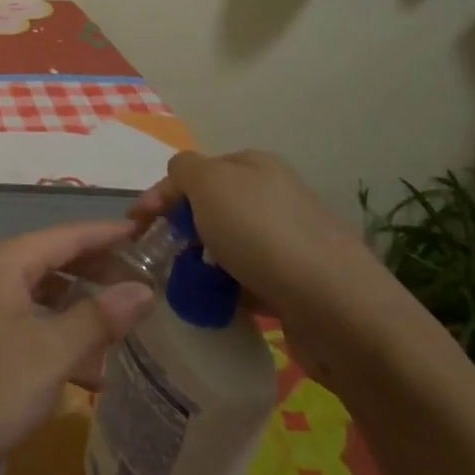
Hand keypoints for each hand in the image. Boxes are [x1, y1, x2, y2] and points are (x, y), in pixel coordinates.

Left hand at [0, 220, 155, 474]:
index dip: (112, 234)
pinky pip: (29, 325)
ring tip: (135, 331)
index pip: (69, 234)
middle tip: (155, 288)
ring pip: (44, 298)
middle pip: (57, 262)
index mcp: (5, 261)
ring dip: (84, 313)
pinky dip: (60, 339)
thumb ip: (98, 317)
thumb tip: (144, 288)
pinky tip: (94, 370)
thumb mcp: (49, 353)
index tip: (154, 235)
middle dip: (102, 274)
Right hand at [136, 150, 393, 383]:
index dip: (161, 195)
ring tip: (182, 286)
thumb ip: (183, 170)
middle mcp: (275, 196)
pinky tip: (215, 305)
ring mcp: (290, 240)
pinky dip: (227, 290)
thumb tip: (180, 179)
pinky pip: (248, 280)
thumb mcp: (209, 183)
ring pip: (227, 246)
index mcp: (255, 165)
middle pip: (211, 208)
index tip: (135, 227)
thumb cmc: (263, 235)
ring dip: (201, 263)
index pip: (194, 171)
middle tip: (157, 257)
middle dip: (180, 229)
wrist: (338, 309)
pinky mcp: (298, 283)